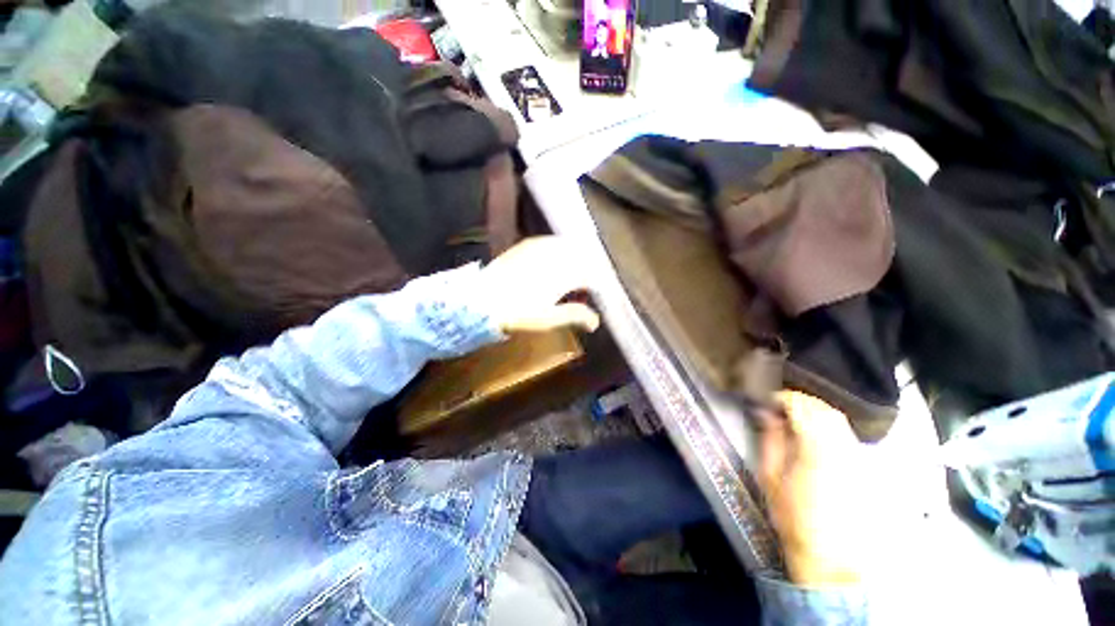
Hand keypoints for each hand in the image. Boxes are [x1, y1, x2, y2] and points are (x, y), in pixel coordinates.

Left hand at [479, 237, 600, 333]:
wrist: (481, 299)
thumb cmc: (518, 313)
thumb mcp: (549, 319)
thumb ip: (575, 315)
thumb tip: (596, 322)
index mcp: (565, 274)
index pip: (592, 276)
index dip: (598, 287)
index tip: (596, 298)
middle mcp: (556, 255)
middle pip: (583, 258)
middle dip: (589, 271)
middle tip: (585, 288)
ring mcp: (540, 247)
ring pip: (569, 247)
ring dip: (576, 258)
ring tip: (572, 275)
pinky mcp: (527, 244)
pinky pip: (551, 242)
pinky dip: (559, 250)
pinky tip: (555, 261)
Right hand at [757, 391, 868, 585]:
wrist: (830, 553)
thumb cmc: (793, 515)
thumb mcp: (770, 476)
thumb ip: (770, 439)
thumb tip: (765, 413)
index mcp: (815, 448)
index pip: (800, 407)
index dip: (781, 398)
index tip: (766, 400)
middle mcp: (841, 447)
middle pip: (822, 408)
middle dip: (798, 401)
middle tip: (777, 405)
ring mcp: (856, 456)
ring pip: (837, 418)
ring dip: (814, 410)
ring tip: (794, 415)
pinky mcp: (863, 465)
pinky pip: (845, 432)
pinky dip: (828, 423)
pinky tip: (814, 432)